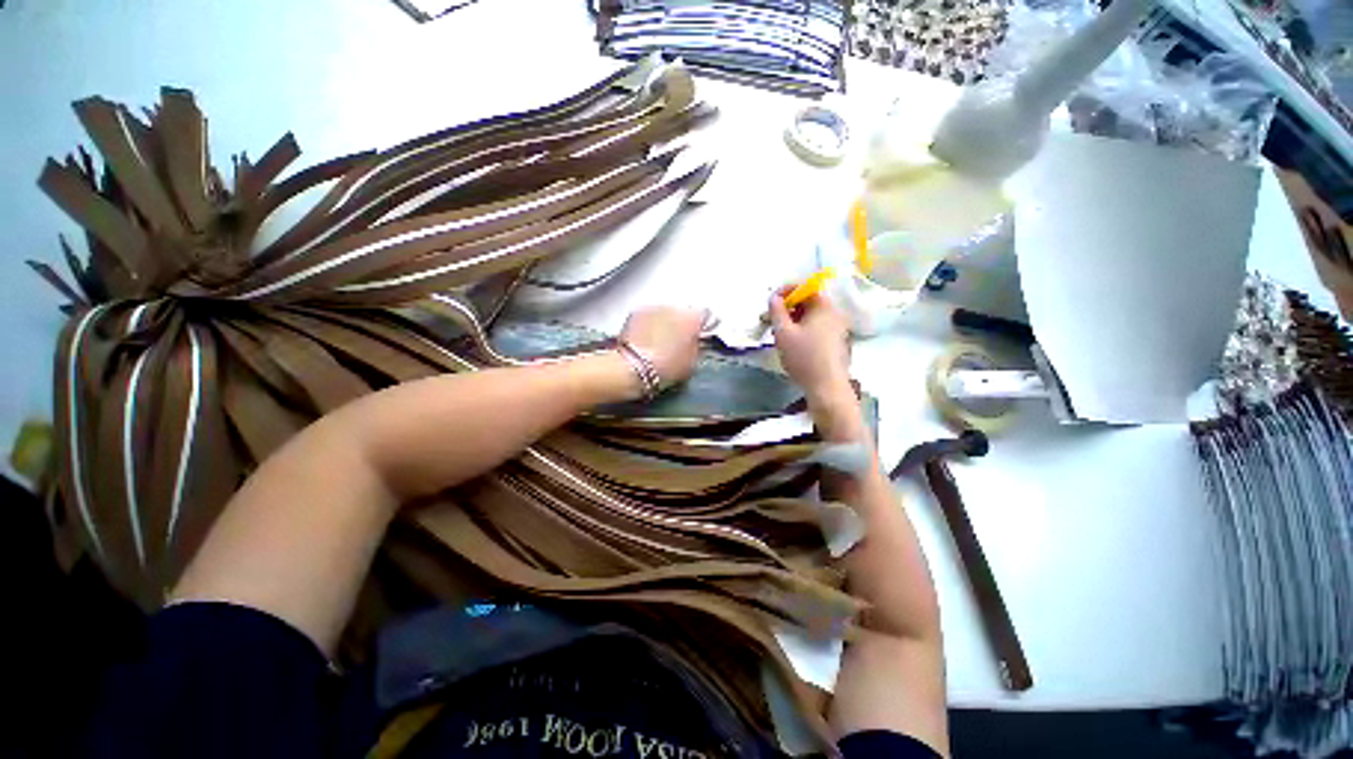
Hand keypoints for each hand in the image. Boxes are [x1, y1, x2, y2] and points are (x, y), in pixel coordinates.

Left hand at [618, 306, 706, 388]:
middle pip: (683, 313)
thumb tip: (695, 342)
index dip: (701, 328)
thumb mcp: (692, 364)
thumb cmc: (667, 367)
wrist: (632, 367)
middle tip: (677, 343)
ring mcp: (654, 307)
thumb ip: (697, 347)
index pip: (705, 316)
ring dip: (664, 323)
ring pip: (664, 313)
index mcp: (693, 318)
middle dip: (681, 324)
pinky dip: (648, 324)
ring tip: (659, 342)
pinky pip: (648, 316)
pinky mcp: (635, 312)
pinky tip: (645, 340)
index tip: (697, 338)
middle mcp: (675, 307)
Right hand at [769, 287, 851, 402]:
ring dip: (794, 320)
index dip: (786, 291)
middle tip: (772, 319)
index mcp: (824, 306)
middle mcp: (835, 313)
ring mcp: (839, 329)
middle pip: (809, 302)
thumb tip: (774, 298)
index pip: (805, 287)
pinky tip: (793, 344)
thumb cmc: (803, 356)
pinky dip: (803, 330)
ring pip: (812, 317)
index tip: (771, 302)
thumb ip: (776, 311)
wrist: (827, 386)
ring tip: (779, 333)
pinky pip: (818, 328)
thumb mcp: (783, 332)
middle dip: (788, 308)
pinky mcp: (837, 343)